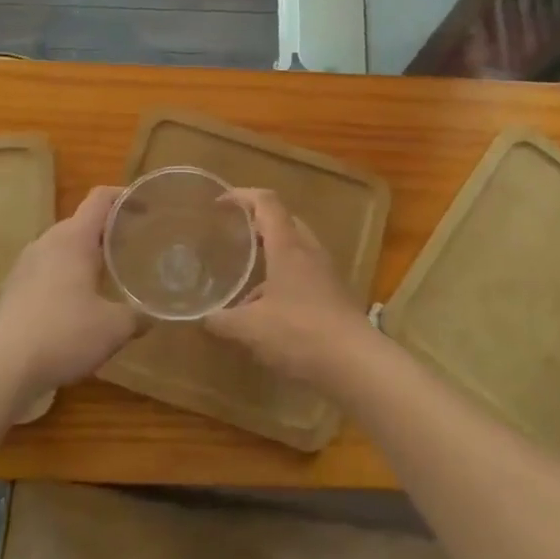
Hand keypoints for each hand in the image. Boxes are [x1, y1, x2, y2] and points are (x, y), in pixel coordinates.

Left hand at [0, 186, 141, 399]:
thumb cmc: (62, 334)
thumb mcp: (114, 328)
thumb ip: (138, 315)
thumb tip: (152, 314)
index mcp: (74, 238)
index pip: (100, 198)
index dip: (124, 196)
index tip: (147, 207)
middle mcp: (47, 242)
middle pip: (82, 223)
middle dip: (109, 231)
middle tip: (135, 248)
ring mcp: (25, 265)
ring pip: (63, 248)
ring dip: (86, 257)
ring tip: (109, 276)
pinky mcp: (13, 289)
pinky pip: (48, 270)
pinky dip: (67, 277)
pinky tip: (78, 306)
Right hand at [204, 188, 370, 384]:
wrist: (355, 363)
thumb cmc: (299, 332)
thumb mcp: (250, 328)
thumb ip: (223, 320)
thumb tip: (204, 318)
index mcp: (288, 246)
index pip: (266, 202)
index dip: (242, 196)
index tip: (219, 204)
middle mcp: (309, 251)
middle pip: (285, 221)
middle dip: (258, 223)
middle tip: (234, 235)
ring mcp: (325, 273)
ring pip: (296, 249)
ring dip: (272, 254)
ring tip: (246, 274)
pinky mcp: (334, 295)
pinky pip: (304, 274)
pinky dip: (284, 279)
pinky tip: (268, 309)